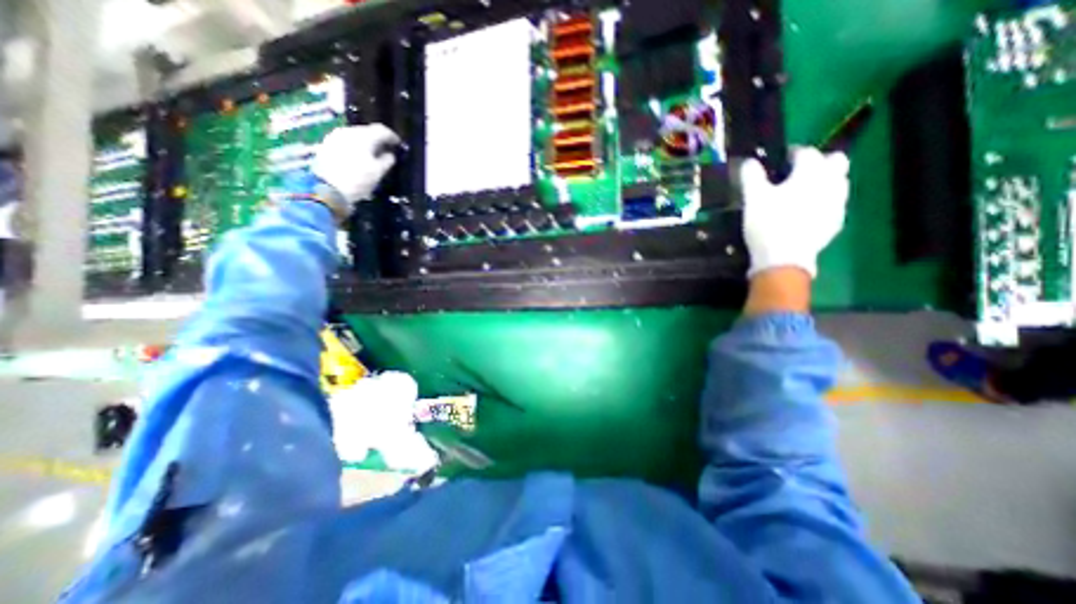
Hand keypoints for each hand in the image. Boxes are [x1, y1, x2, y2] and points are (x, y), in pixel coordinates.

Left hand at [314, 124, 400, 206]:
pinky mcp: (327, 144)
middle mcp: (348, 131)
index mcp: (363, 136)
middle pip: (367, 131)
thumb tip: (390, 154)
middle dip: (378, 140)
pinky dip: (355, 148)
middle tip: (386, 151)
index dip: (392, 137)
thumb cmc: (358, 180)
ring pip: (356, 136)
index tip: (398, 145)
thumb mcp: (378, 172)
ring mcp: (335, 136)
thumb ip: (388, 160)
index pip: (382, 130)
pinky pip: (346, 142)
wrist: (327, 188)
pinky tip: (359, 158)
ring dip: (366, 144)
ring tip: (373, 156)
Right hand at [742, 146, 850, 278]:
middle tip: (797, 174)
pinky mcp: (835, 222)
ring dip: (824, 182)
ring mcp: (837, 203)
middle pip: (835, 161)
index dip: (792, 153)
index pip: (806, 152)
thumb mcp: (752, 198)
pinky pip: (834, 205)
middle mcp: (830, 182)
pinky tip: (807, 213)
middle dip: (819, 162)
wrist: (783, 258)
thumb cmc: (767, 223)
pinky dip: (823, 203)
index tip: (780, 160)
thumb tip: (749, 161)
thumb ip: (751, 176)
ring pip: (838, 183)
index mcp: (810, 172)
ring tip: (802, 194)